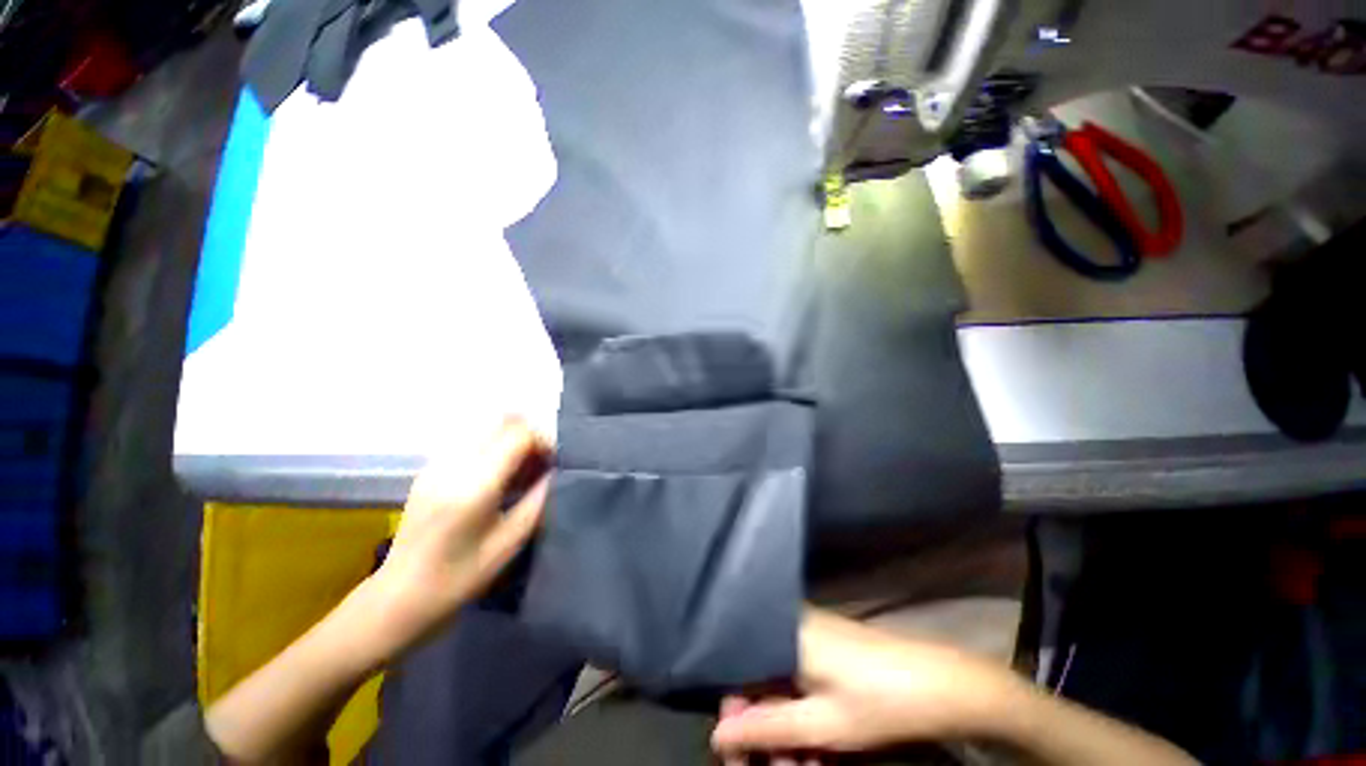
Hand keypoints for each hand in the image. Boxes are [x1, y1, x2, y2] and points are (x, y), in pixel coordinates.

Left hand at [365, 419, 550, 660]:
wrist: (399, 598)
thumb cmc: (460, 578)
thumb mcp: (510, 542)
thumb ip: (539, 499)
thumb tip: (557, 471)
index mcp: (475, 485)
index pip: (519, 434)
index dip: (544, 442)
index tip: (554, 464)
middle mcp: (454, 464)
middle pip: (504, 421)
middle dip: (530, 436)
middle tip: (541, 465)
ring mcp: (437, 463)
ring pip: (489, 427)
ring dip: (513, 440)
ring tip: (521, 471)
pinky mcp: (430, 468)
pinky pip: (473, 440)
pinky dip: (495, 447)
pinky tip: (498, 477)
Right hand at [712, 609, 1026, 761]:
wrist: (941, 684)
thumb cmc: (877, 702)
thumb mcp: (820, 725)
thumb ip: (765, 728)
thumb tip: (718, 735)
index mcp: (782, 637)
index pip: (739, 674)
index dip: (737, 719)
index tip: (741, 759)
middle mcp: (791, 629)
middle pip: (761, 683)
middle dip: (766, 733)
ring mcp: (812, 638)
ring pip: (783, 688)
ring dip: (788, 732)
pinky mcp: (830, 649)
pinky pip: (803, 684)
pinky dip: (806, 718)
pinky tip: (820, 750)